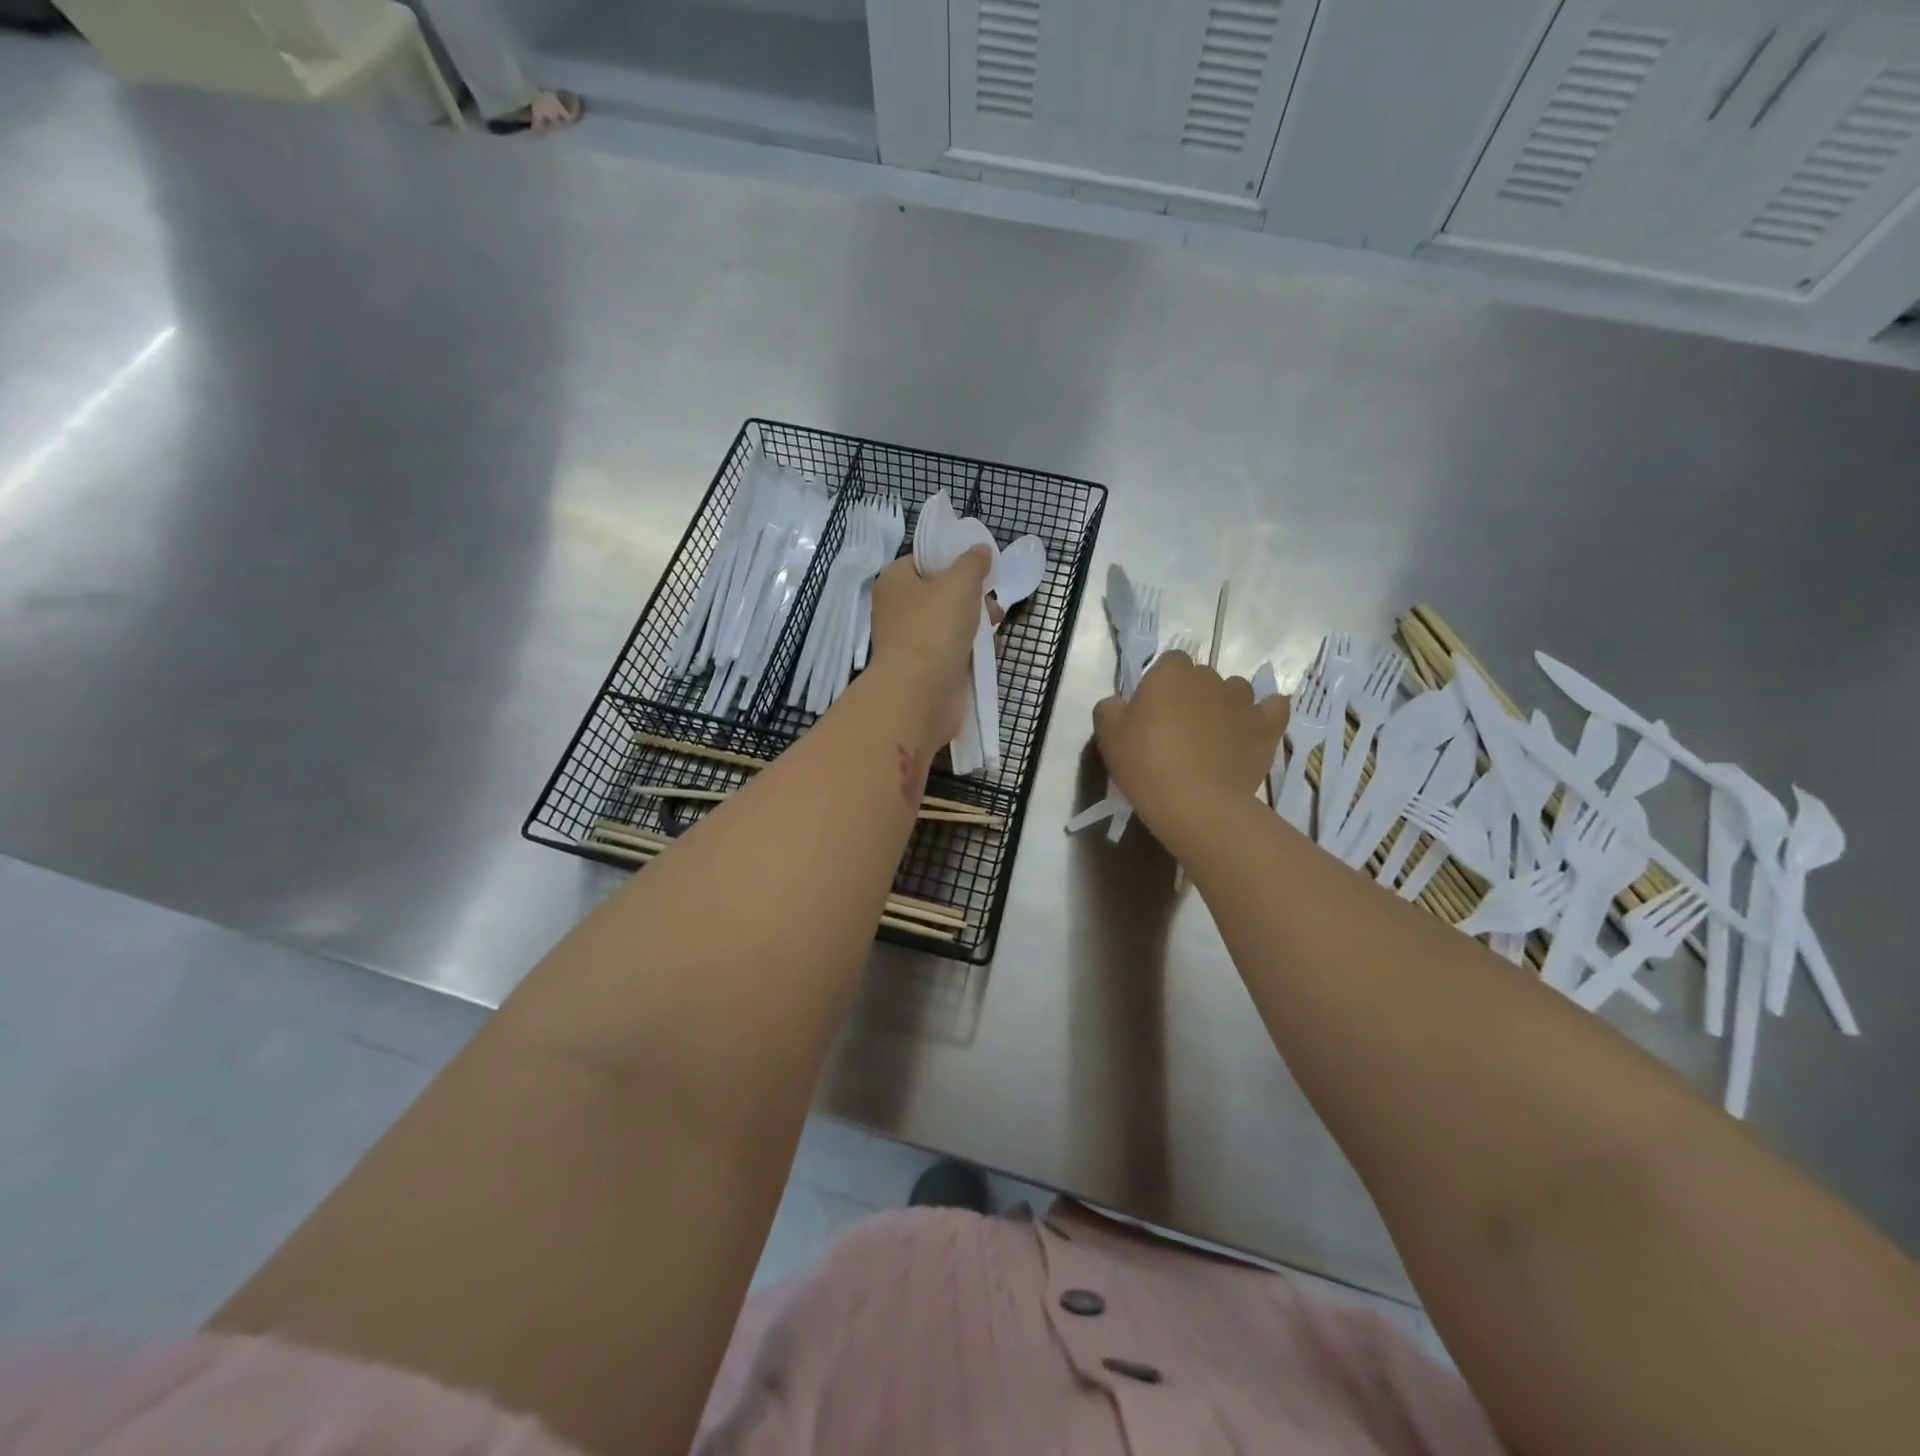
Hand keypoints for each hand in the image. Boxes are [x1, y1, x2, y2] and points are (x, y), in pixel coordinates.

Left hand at [868, 548, 998, 750]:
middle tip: (993, 607)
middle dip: (972, 597)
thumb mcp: (960, 583)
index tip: (981, 570)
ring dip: (975, 625)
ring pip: (949, 623)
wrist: (920, 694)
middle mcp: (897, 609)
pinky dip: (970, 650)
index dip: (953, 561)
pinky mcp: (923, 668)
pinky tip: (989, 655)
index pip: (924, 560)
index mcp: (895, 581)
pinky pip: (951, 650)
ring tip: (995, 632)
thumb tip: (980, 550)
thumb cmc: (934, 629)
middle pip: (941, 592)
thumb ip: (973, 563)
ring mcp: (909, 641)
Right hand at [1093, 652, 1286, 847]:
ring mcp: (1243, 702)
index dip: (1161, 683)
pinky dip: (1266, 713)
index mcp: (1171, 674)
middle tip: (1178, 729)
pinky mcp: (1267, 727)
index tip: (1152, 710)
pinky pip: (1273, 708)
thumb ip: (1110, 708)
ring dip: (1225, 705)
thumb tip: (1118, 703)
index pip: (1169, 662)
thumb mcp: (1107, 735)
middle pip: (1201, 677)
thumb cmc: (1146, 764)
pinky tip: (1255, 726)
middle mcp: (1210, 678)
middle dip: (1192, 695)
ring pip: (1235, 691)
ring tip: (1214, 736)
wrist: (1196, 803)